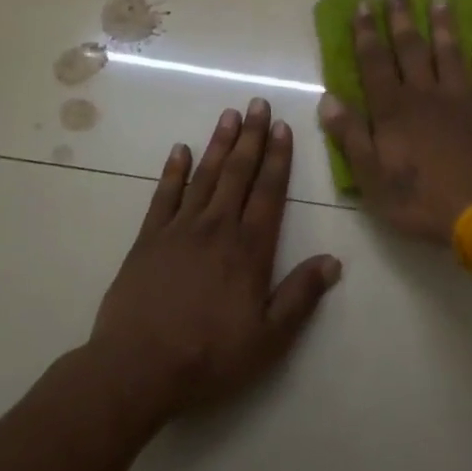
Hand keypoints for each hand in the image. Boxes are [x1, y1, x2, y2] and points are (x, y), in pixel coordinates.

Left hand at [90, 99, 341, 416]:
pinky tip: (180, 150)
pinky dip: (174, 171)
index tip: (283, 127)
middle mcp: (216, 228)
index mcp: (249, 249)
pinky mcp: (148, 239)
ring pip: (204, 176)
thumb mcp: (269, 338)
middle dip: (251, 137)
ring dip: (218, 144)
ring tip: (229, 115)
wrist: (137, 367)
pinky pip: (164, 195)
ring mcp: (179, 229)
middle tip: (258, 104)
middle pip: (238, 173)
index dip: (278, 158)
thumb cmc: (209, 356)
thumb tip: (334, 261)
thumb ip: (301, 296)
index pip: (268, 192)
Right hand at [317, 0, 471, 243]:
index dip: (366, 34)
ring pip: (450, 54)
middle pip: (411, 50)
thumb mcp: (372, 178)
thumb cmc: (421, 201)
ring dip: (442, 25)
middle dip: (401, 19)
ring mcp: (462, 101)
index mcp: (394, 111)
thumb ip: (351, 136)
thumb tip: (329, 99)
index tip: (362, 5)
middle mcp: (426, 95)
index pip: (375, 63)